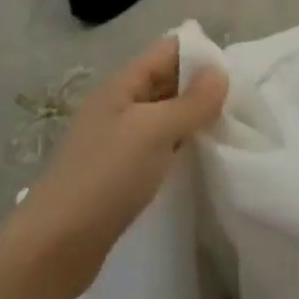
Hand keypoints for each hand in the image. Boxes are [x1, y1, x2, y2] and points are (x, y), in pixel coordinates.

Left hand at [3, 37, 226, 298]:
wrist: (56, 246)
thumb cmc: (105, 177)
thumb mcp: (153, 132)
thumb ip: (191, 102)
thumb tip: (221, 73)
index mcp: (121, 86)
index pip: (167, 51)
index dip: (200, 54)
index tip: (237, 73)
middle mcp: (119, 106)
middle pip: (166, 81)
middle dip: (201, 86)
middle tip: (242, 103)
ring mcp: (119, 140)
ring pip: (165, 115)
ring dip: (194, 118)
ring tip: (230, 127)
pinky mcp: (122, 172)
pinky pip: (160, 145)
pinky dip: (182, 145)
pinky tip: (202, 156)